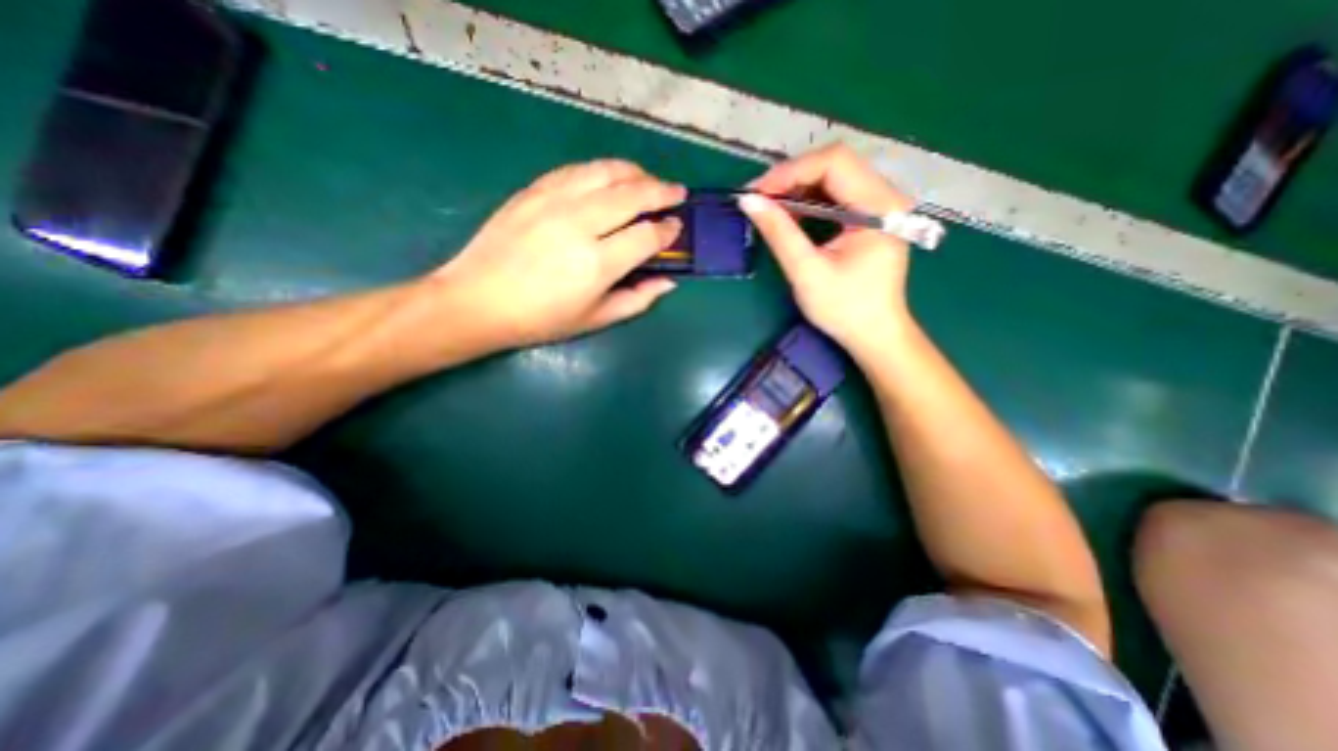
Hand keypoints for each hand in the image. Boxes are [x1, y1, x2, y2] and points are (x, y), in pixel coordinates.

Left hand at [432, 161, 684, 349]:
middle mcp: (580, 224)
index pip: (646, 235)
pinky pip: (577, 170)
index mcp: (597, 264)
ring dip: (635, 173)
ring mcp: (554, 201)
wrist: (479, 300)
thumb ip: (637, 300)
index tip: (677, 227)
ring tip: (648, 180)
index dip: (667, 230)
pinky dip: (602, 170)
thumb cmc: (542, 319)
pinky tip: (610, 178)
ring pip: (606, 172)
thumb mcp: (595, 319)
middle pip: (632, 194)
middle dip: (662, 191)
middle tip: (677, 193)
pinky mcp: (534, 190)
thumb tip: (668, 281)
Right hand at [743, 144, 921, 359]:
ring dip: (798, 188)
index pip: (834, 162)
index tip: (758, 193)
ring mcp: (880, 205)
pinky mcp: (871, 217)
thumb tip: (749, 201)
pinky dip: (809, 201)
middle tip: (759, 199)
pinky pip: (837, 195)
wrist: (874, 334)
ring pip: (834, 177)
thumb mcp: (807, 272)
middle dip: (792, 178)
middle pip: (835, 164)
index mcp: (879, 206)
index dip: (791, 171)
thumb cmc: (844, 309)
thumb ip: (779, 233)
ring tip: (769, 207)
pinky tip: (790, 215)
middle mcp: (886, 196)